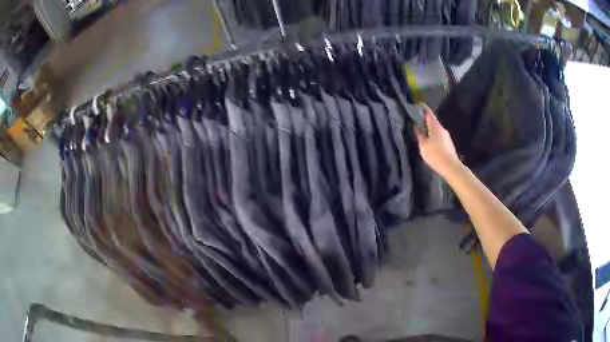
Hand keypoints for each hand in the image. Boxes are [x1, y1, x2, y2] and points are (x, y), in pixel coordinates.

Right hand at [415, 106, 460, 177]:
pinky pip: (440, 139)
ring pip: (437, 131)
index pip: (429, 113)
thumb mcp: (423, 145)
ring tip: (423, 136)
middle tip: (418, 124)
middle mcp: (442, 129)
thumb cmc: (435, 153)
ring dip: (430, 132)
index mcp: (435, 126)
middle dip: (426, 123)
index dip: (423, 109)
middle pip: (433, 122)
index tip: (418, 106)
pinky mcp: (449, 145)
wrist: (450, 166)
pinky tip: (431, 146)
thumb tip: (417, 127)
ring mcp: (447, 137)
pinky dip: (435, 139)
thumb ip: (420, 135)